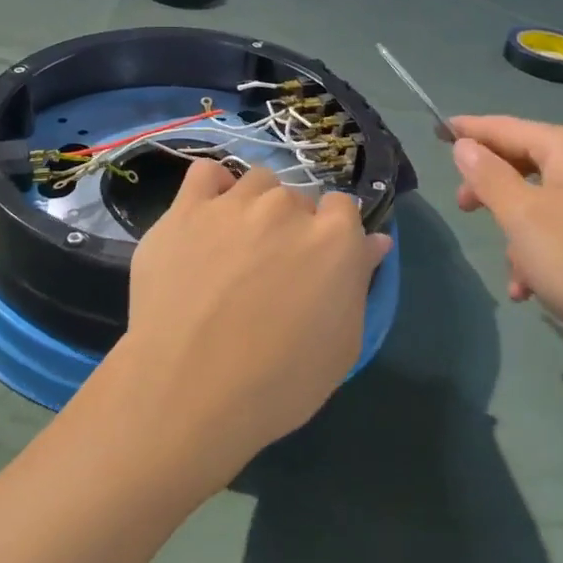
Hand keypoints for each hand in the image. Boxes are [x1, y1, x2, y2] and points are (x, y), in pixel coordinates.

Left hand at [114, 161, 391, 481]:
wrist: (187, 390)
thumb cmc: (276, 383)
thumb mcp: (341, 346)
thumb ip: (359, 282)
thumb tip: (376, 240)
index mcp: (334, 238)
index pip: (343, 208)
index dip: (332, 235)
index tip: (317, 265)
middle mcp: (286, 207)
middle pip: (297, 198)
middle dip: (292, 226)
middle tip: (272, 269)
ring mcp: (234, 203)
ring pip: (256, 182)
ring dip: (255, 206)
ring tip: (237, 247)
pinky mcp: (186, 208)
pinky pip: (206, 173)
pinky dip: (212, 187)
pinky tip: (208, 216)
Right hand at [448, 116, 562, 401]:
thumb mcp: (522, 217)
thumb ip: (488, 176)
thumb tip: (465, 145)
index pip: (506, 127)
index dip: (469, 129)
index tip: (435, 130)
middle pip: (526, 162)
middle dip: (492, 188)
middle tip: (464, 209)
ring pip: (545, 203)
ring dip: (517, 232)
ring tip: (511, 272)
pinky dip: (544, 253)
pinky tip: (533, 290)